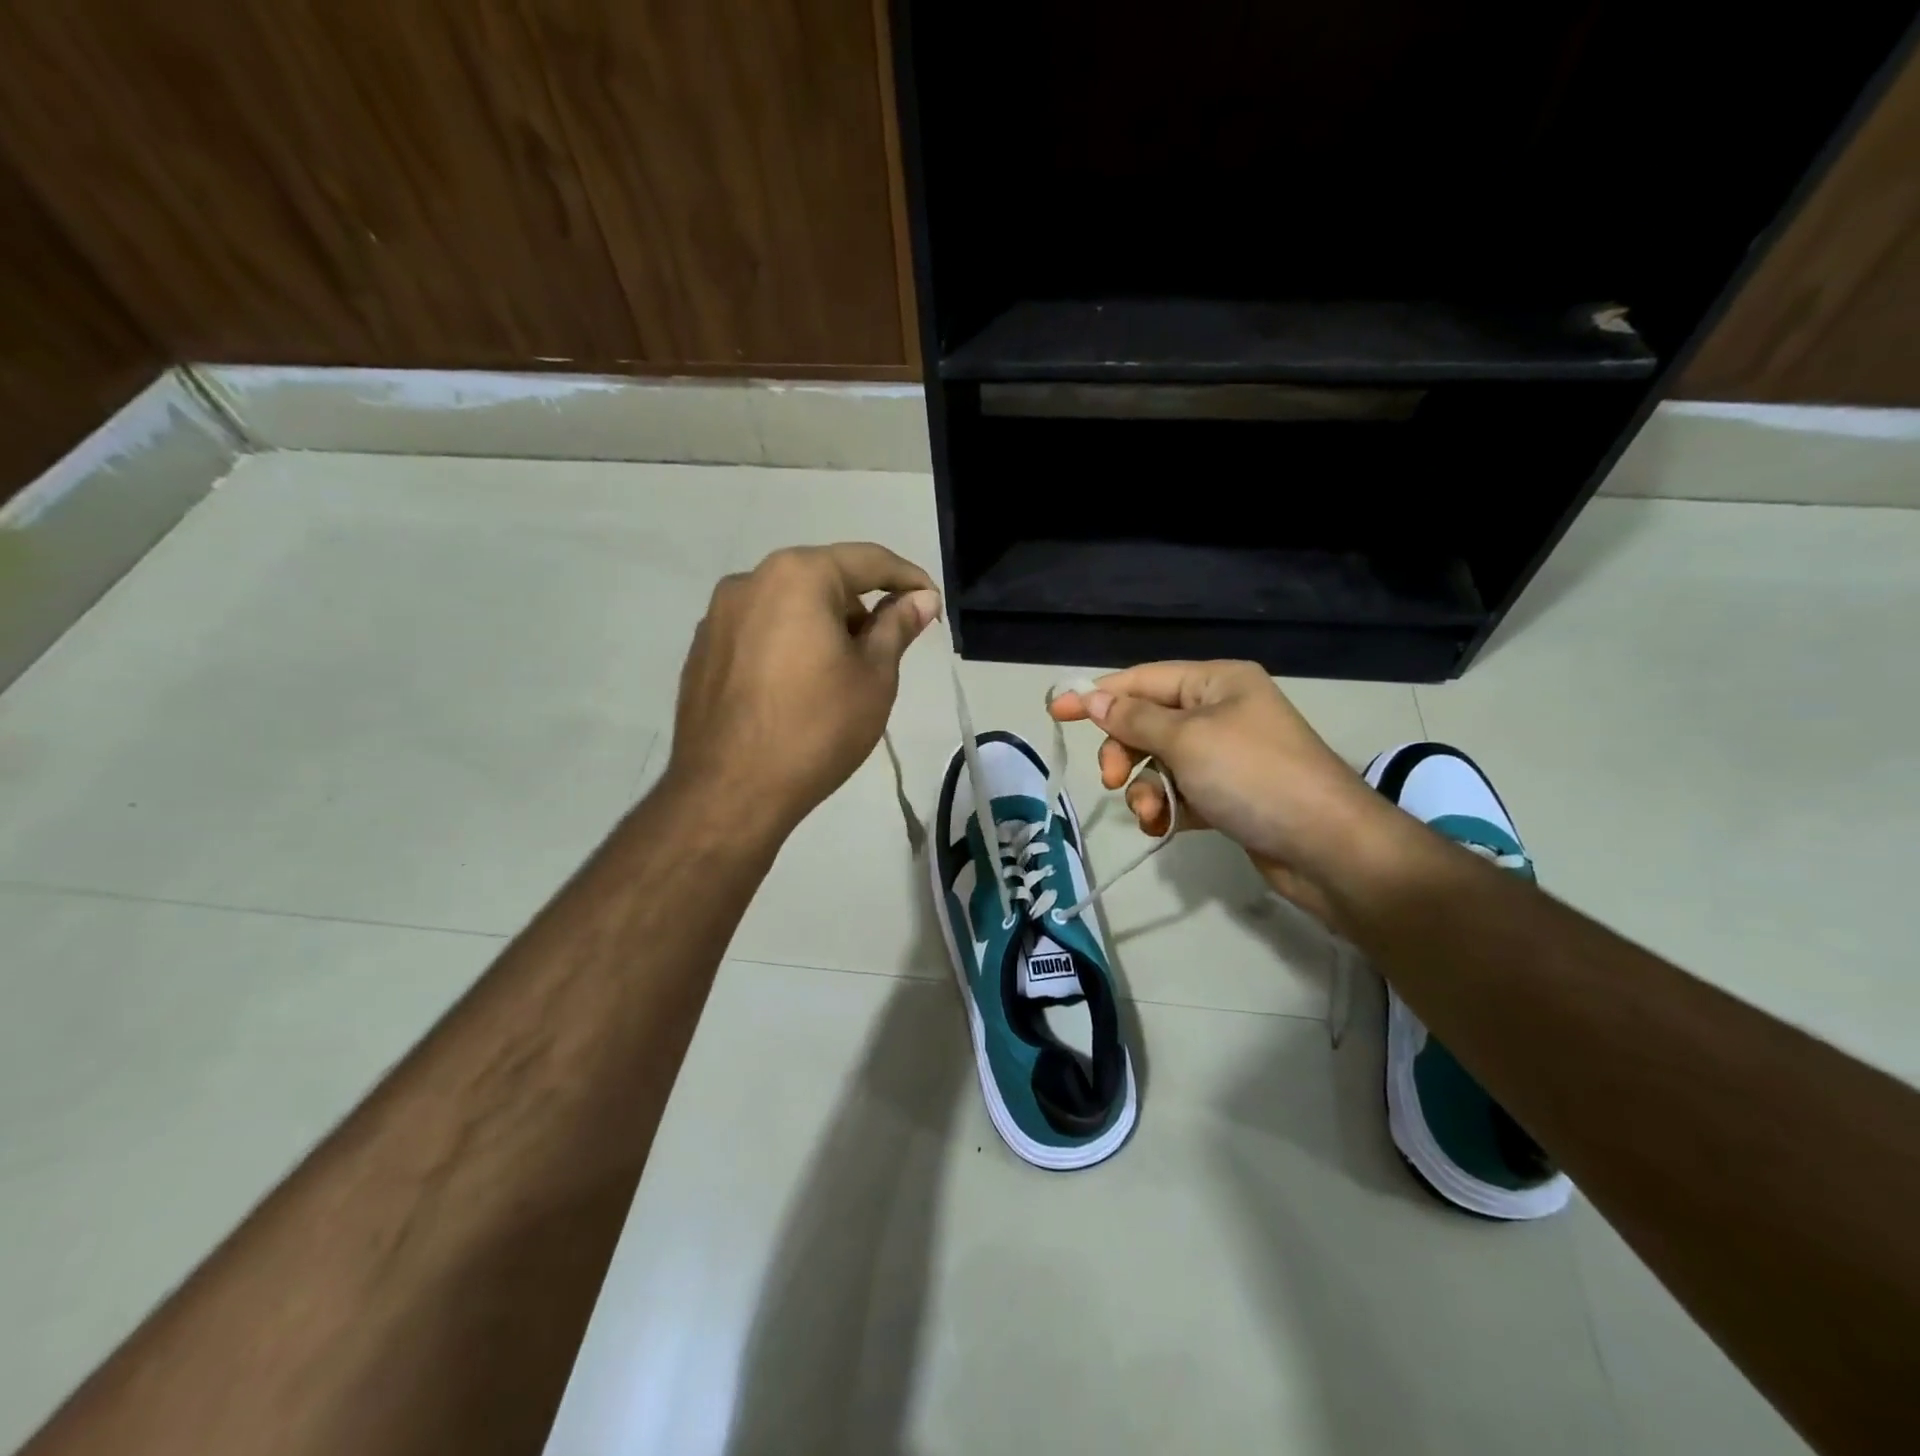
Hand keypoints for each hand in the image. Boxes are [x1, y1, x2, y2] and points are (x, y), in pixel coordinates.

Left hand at [668, 543, 940, 835]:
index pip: (868, 561)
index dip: (908, 579)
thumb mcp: (874, 677)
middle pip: (823, 580)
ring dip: (822, 627)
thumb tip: (921, 598)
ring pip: (788, 606)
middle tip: (884, 653)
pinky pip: (759, 632)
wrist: (730, 791)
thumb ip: (898, 626)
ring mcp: (718, 616)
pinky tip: (796, 691)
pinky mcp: (702, 650)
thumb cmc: (817, 729)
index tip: (932, 605)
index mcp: (798, 576)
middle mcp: (750, 581)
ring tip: (838, 679)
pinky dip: (787, 646)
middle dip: (860, 608)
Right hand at [1049, 661, 1391, 926]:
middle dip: (1124, 752)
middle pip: (1147, 723)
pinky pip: (1179, 792)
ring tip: (1151, 813)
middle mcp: (1220, 712)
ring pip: (1159, 762)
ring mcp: (1225, 755)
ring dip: (1144, 788)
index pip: (1142, 680)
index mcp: (1216, 683)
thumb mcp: (1187, 740)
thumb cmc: (1254, 777)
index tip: (1054, 710)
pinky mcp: (1228, 795)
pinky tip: (1165, 827)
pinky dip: (1166, 808)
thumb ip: (1133, 719)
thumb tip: (1091, 697)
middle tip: (1110, 780)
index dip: (1096, 695)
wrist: (1327, 848)